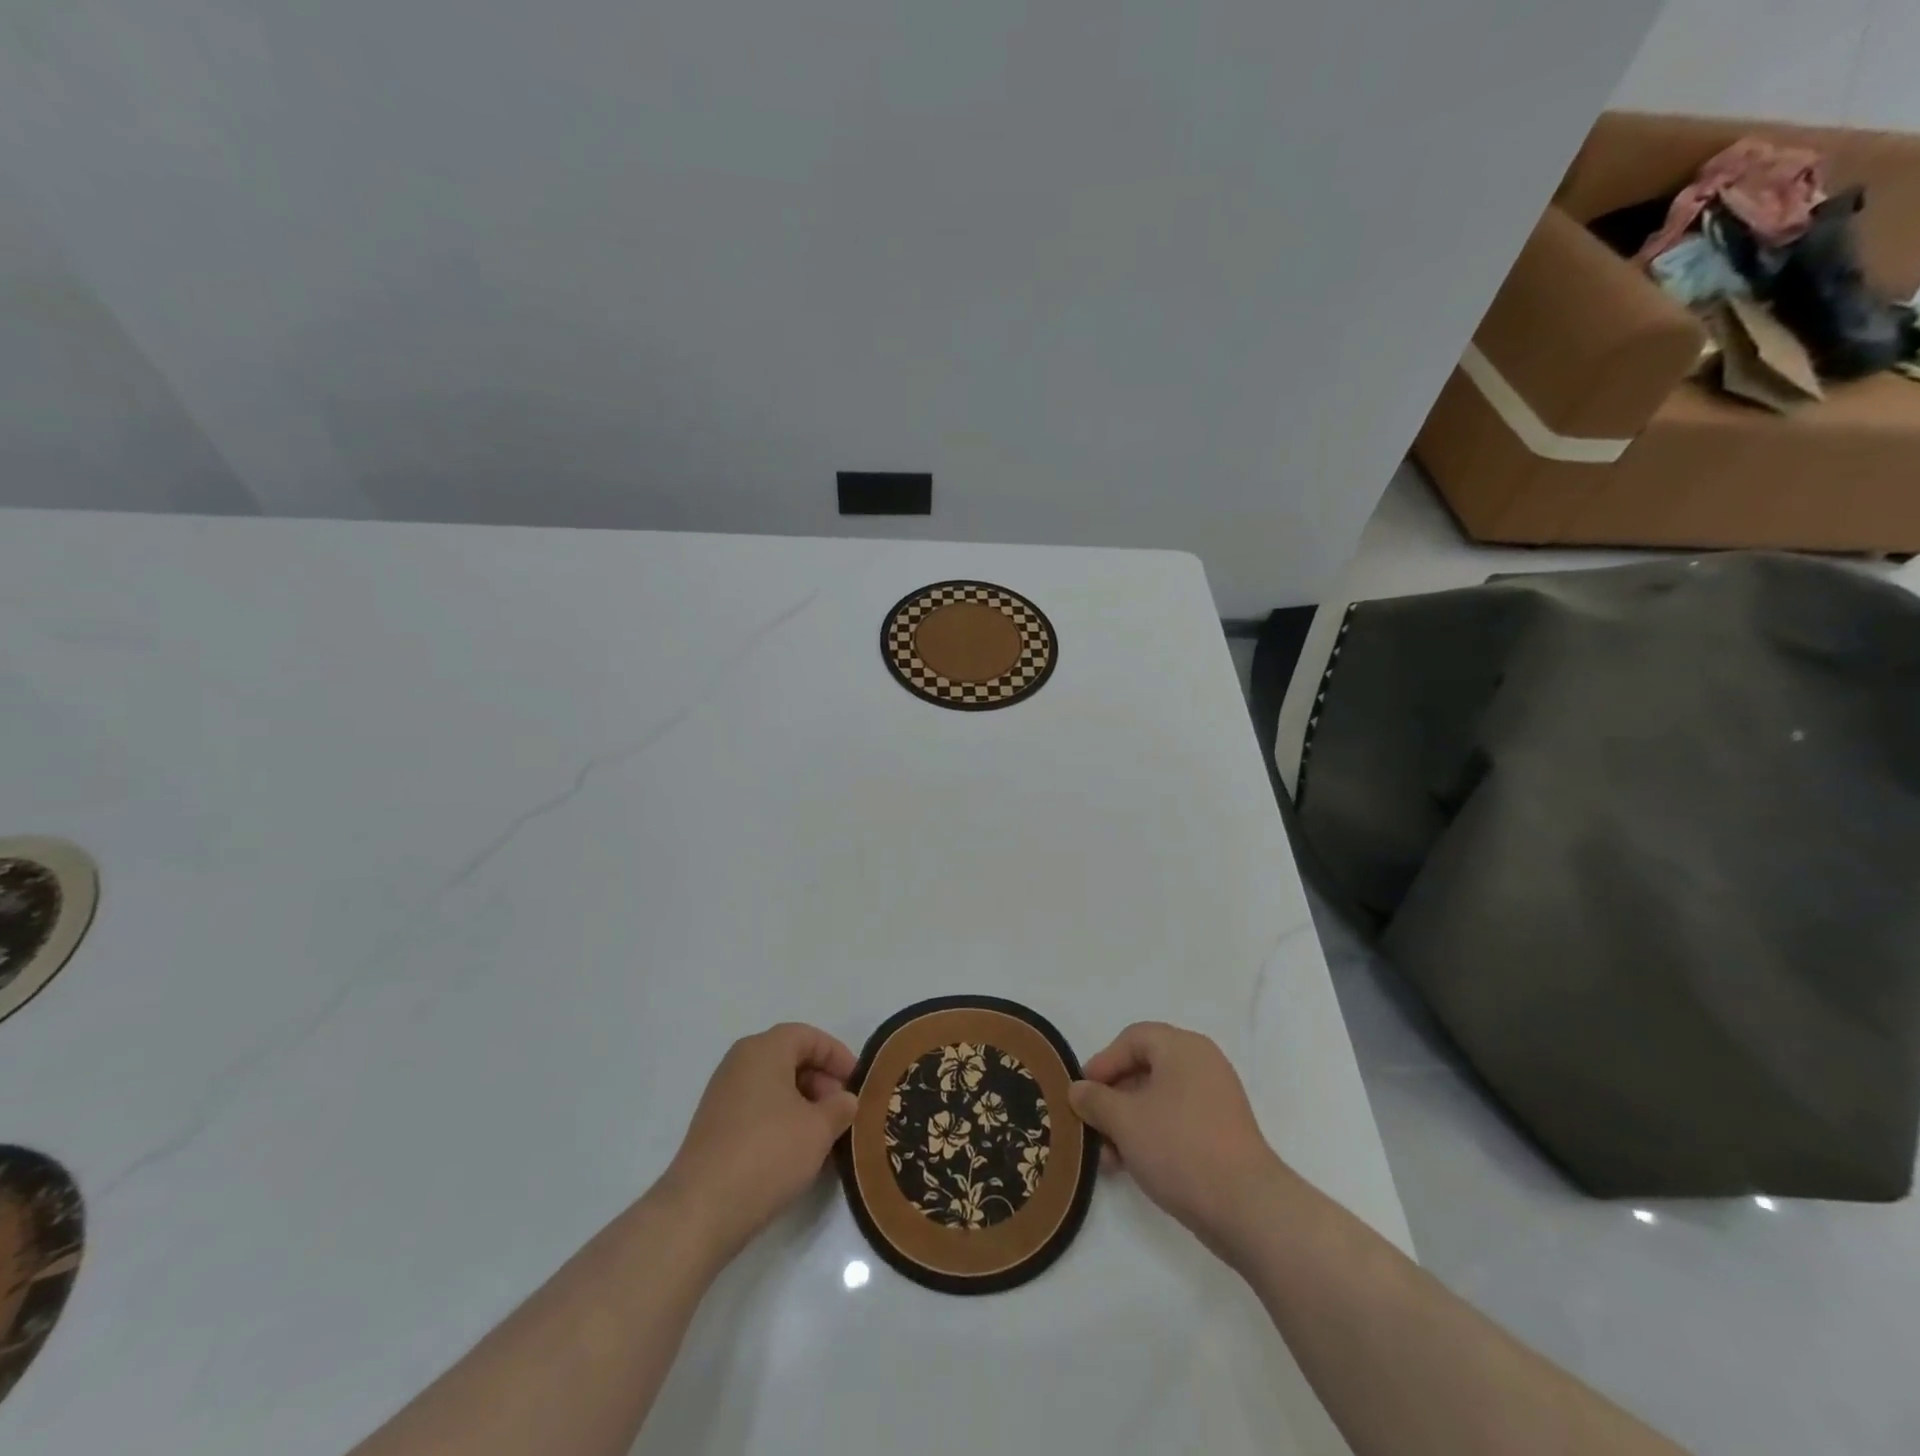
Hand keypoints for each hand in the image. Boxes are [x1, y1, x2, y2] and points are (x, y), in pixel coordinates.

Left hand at [657, 1023, 859, 1260]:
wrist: (701, 1210)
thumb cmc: (768, 1154)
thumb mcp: (818, 1129)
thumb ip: (840, 1107)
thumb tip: (845, 1100)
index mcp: (763, 1050)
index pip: (808, 1037)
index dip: (837, 1055)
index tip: (857, 1083)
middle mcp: (739, 1063)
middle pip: (789, 1058)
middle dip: (821, 1081)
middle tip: (842, 1111)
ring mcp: (722, 1095)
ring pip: (773, 1085)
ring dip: (803, 1103)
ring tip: (823, 1135)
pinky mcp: (714, 1126)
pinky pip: (757, 1108)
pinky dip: (781, 1119)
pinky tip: (795, 1151)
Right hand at [1069, 1022, 1289, 1261]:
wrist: (1246, 1208)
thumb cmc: (1179, 1148)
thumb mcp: (1124, 1120)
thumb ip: (1095, 1100)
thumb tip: (1078, 1090)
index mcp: (1182, 1048)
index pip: (1132, 1039)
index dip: (1102, 1063)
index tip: (1082, 1094)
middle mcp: (1202, 1064)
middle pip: (1144, 1068)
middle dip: (1112, 1098)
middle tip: (1091, 1125)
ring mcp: (1216, 1099)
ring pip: (1158, 1099)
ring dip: (1128, 1121)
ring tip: (1107, 1156)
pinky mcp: (1222, 1132)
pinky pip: (1177, 1120)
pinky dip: (1151, 1134)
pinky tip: (1132, 1165)